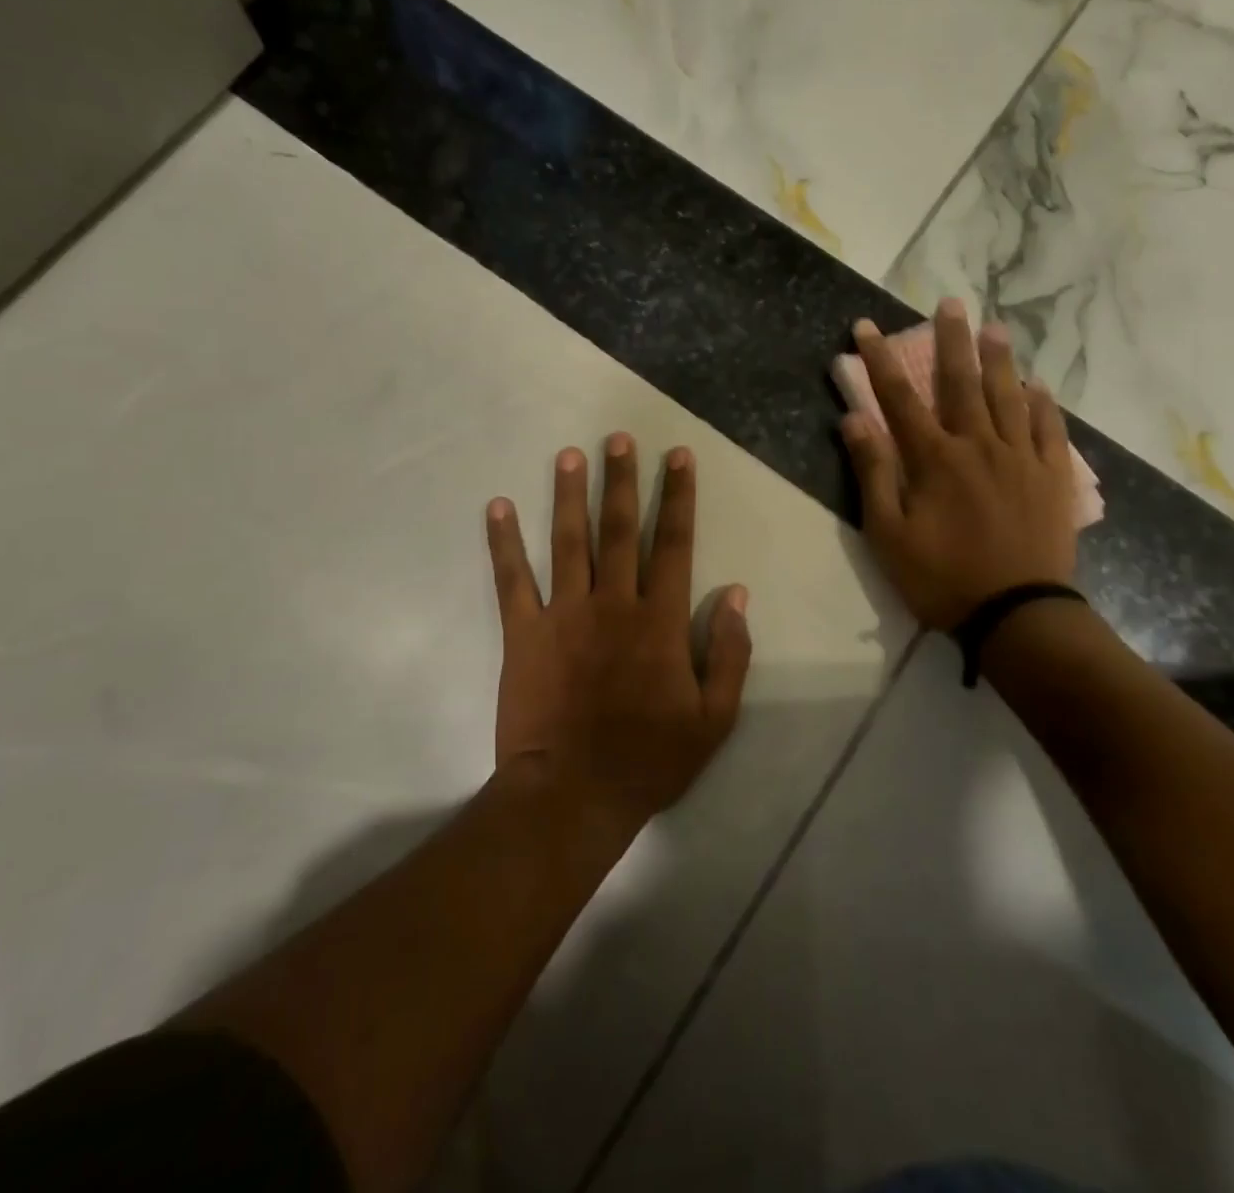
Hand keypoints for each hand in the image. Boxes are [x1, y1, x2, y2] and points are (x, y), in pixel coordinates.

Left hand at [485, 434, 752, 829]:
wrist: (574, 795)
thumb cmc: (650, 759)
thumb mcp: (714, 717)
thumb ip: (729, 652)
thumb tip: (735, 593)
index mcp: (659, 620)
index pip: (674, 543)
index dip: (678, 496)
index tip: (678, 456)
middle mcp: (613, 603)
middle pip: (620, 529)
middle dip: (623, 479)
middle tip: (619, 437)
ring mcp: (564, 614)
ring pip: (569, 541)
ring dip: (570, 494)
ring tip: (570, 454)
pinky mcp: (524, 633)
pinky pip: (512, 580)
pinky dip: (504, 542)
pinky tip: (498, 506)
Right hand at [841, 299, 1078, 630]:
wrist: (1016, 614)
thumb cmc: (941, 577)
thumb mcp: (888, 533)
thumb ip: (872, 473)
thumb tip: (853, 419)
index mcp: (935, 459)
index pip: (900, 398)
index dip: (880, 360)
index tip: (867, 327)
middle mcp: (979, 445)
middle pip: (962, 383)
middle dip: (951, 341)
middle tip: (950, 303)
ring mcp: (1021, 459)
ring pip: (1009, 397)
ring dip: (999, 360)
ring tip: (994, 327)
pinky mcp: (1052, 478)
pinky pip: (1050, 430)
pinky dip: (1043, 404)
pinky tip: (1038, 386)